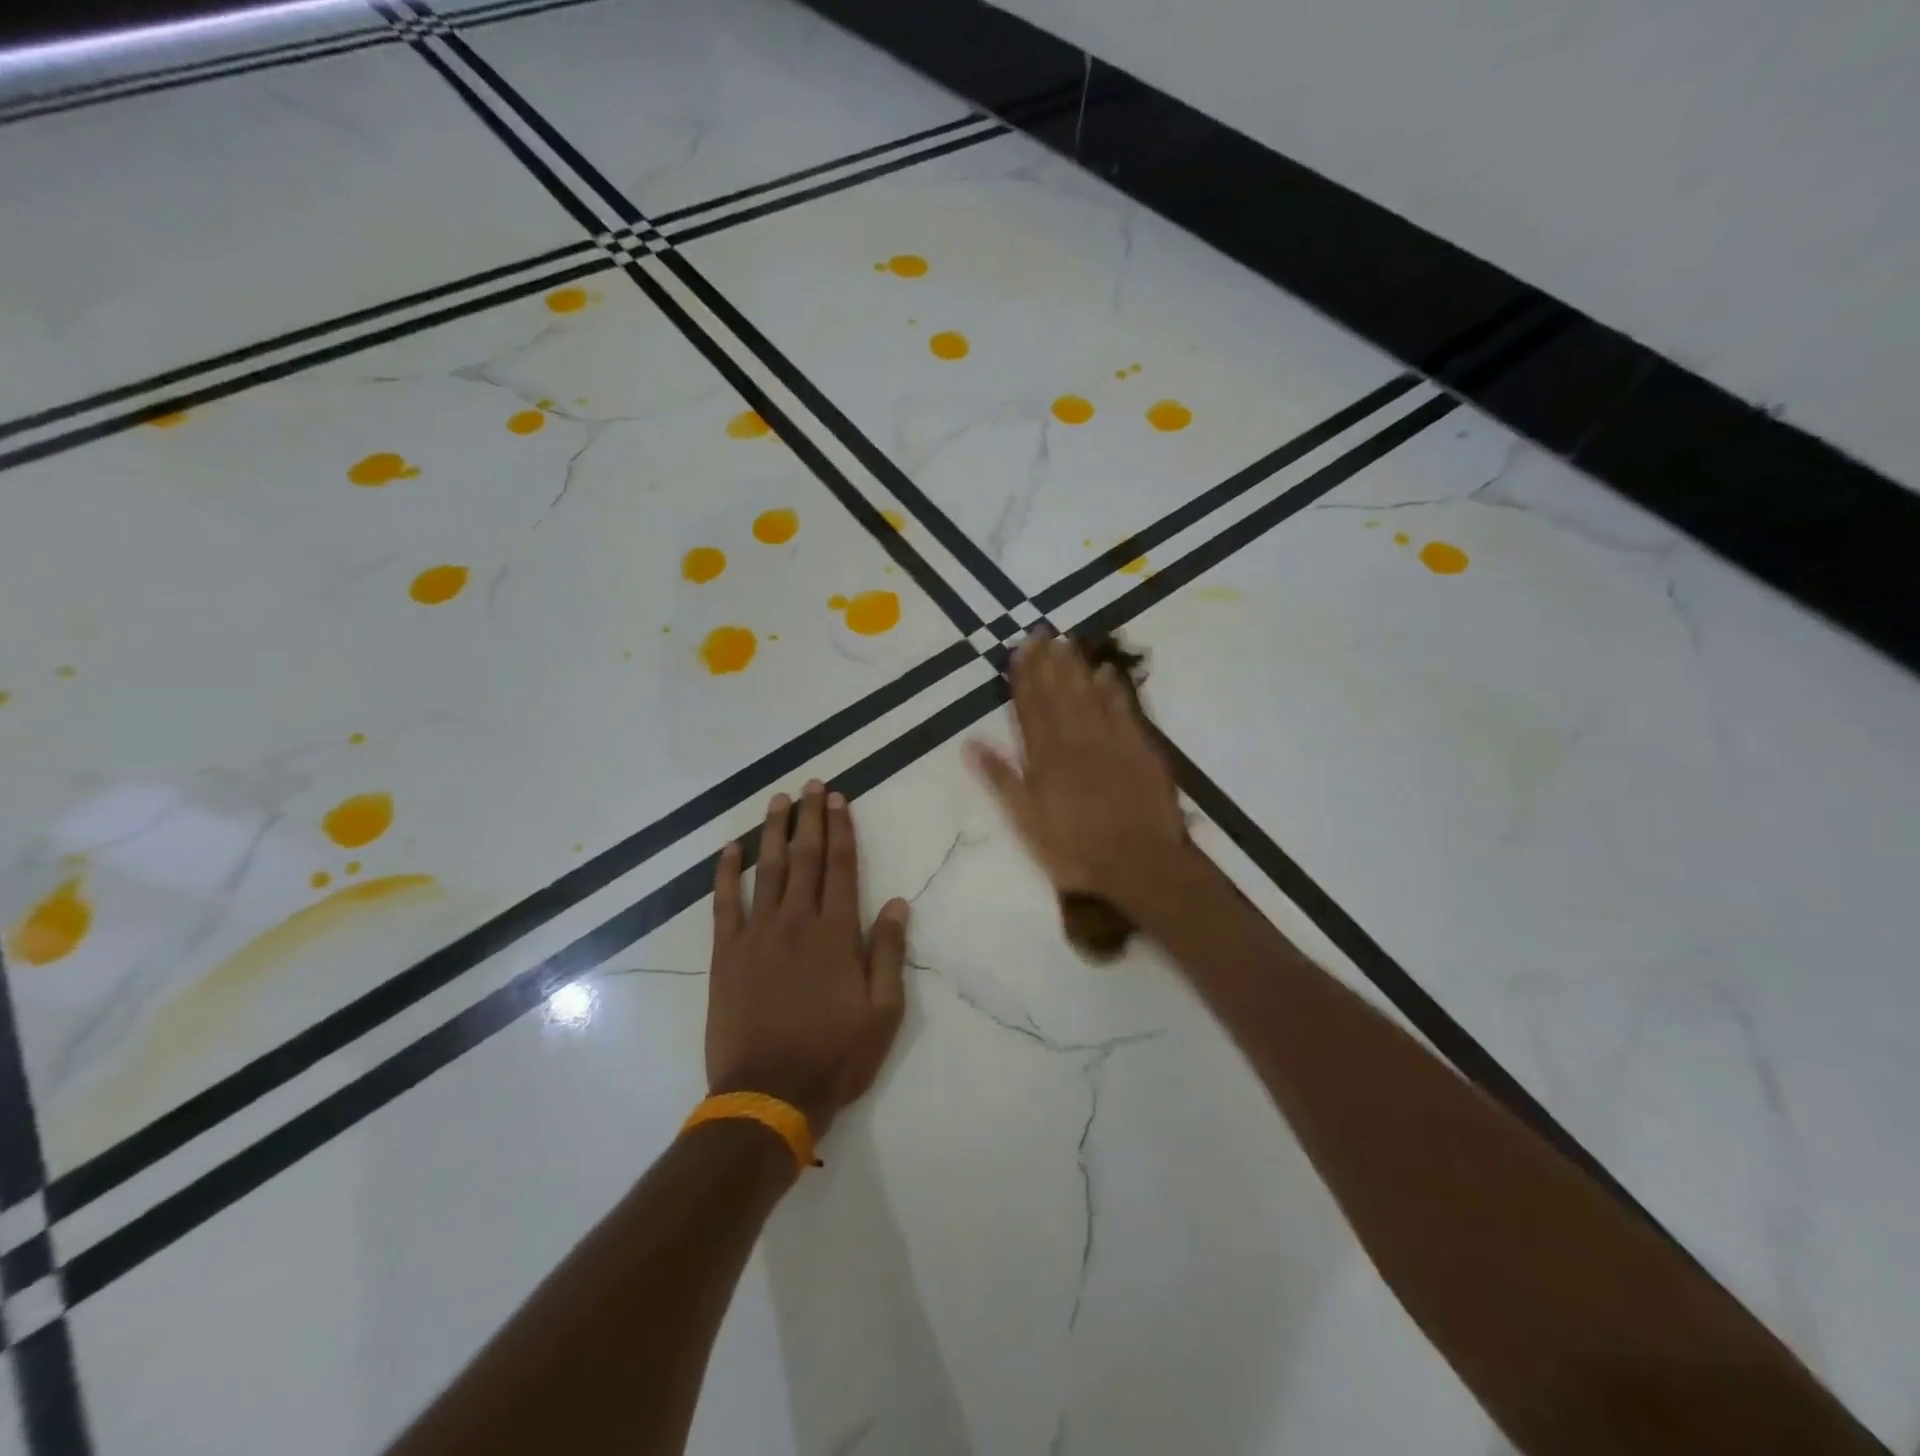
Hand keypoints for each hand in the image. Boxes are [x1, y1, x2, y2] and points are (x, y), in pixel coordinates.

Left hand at [707, 781, 909, 1141]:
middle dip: (810, 818)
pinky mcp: (726, 954)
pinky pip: (724, 904)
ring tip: (778, 801)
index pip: (841, 867)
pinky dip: (726, 874)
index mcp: (835, 934)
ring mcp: (757, 935)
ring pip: (766, 870)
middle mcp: (796, 922)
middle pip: (805, 857)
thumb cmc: (834, 1056)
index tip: (838, 799)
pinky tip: (729, 850)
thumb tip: (896, 903)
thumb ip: (887, 953)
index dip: (841, 830)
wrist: (768, 1096)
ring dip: (773, 832)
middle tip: (811, 785)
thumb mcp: (882, 1013)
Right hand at [967, 632, 1186, 916]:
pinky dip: (1114, 689)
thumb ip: (1001, 779)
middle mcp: (1076, 740)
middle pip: (1059, 693)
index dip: (1024, 676)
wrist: (1138, 863)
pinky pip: (1123, 710)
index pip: (1030, 707)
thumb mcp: (1026, 822)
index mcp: (1045, 757)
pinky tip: (1106, 671)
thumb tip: (971, 742)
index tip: (1019, 648)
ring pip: (1090, 695)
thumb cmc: (1074, 849)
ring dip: (1077, 667)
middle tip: (1042, 631)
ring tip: (1066, 641)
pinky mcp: (1140, 749)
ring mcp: (1110, 741)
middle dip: (1049, 661)